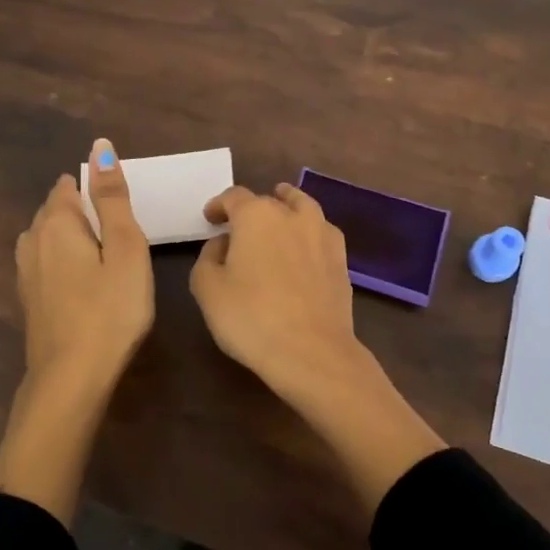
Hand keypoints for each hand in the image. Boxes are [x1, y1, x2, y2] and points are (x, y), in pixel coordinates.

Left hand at [0, 139, 152, 526]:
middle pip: (54, 210)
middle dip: (80, 209)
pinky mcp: (29, 300)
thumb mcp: (125, 249)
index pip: (69, 187)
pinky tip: (78, 278)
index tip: (120, 209)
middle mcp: (33, 241)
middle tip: (118, 230)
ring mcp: (26, 273)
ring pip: (45, 237)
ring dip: (69, 234)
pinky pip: (43, 262)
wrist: (71, 378)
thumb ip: (113, 198)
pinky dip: (61, 259)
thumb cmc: (110, 310)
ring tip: (101, 250)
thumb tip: (100, 146)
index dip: (94, 188)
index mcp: (58, 224)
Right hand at [190, 182, 366, 408]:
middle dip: (250, 210)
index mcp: (256, 215)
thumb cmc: (251, 318)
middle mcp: (292, 215)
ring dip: (288, 206)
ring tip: (280, 213)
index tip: (210, 218)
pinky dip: (310, 232)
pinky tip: (305, 246)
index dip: (219, 205)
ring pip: (303, 208)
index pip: (234, 197)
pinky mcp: (342, 260)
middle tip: (238, 228)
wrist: (311, 352)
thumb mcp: (207, 289)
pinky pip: (321, 233)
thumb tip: (223, 244)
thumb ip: (208, 258)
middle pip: (268, 201)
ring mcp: (323, 235)